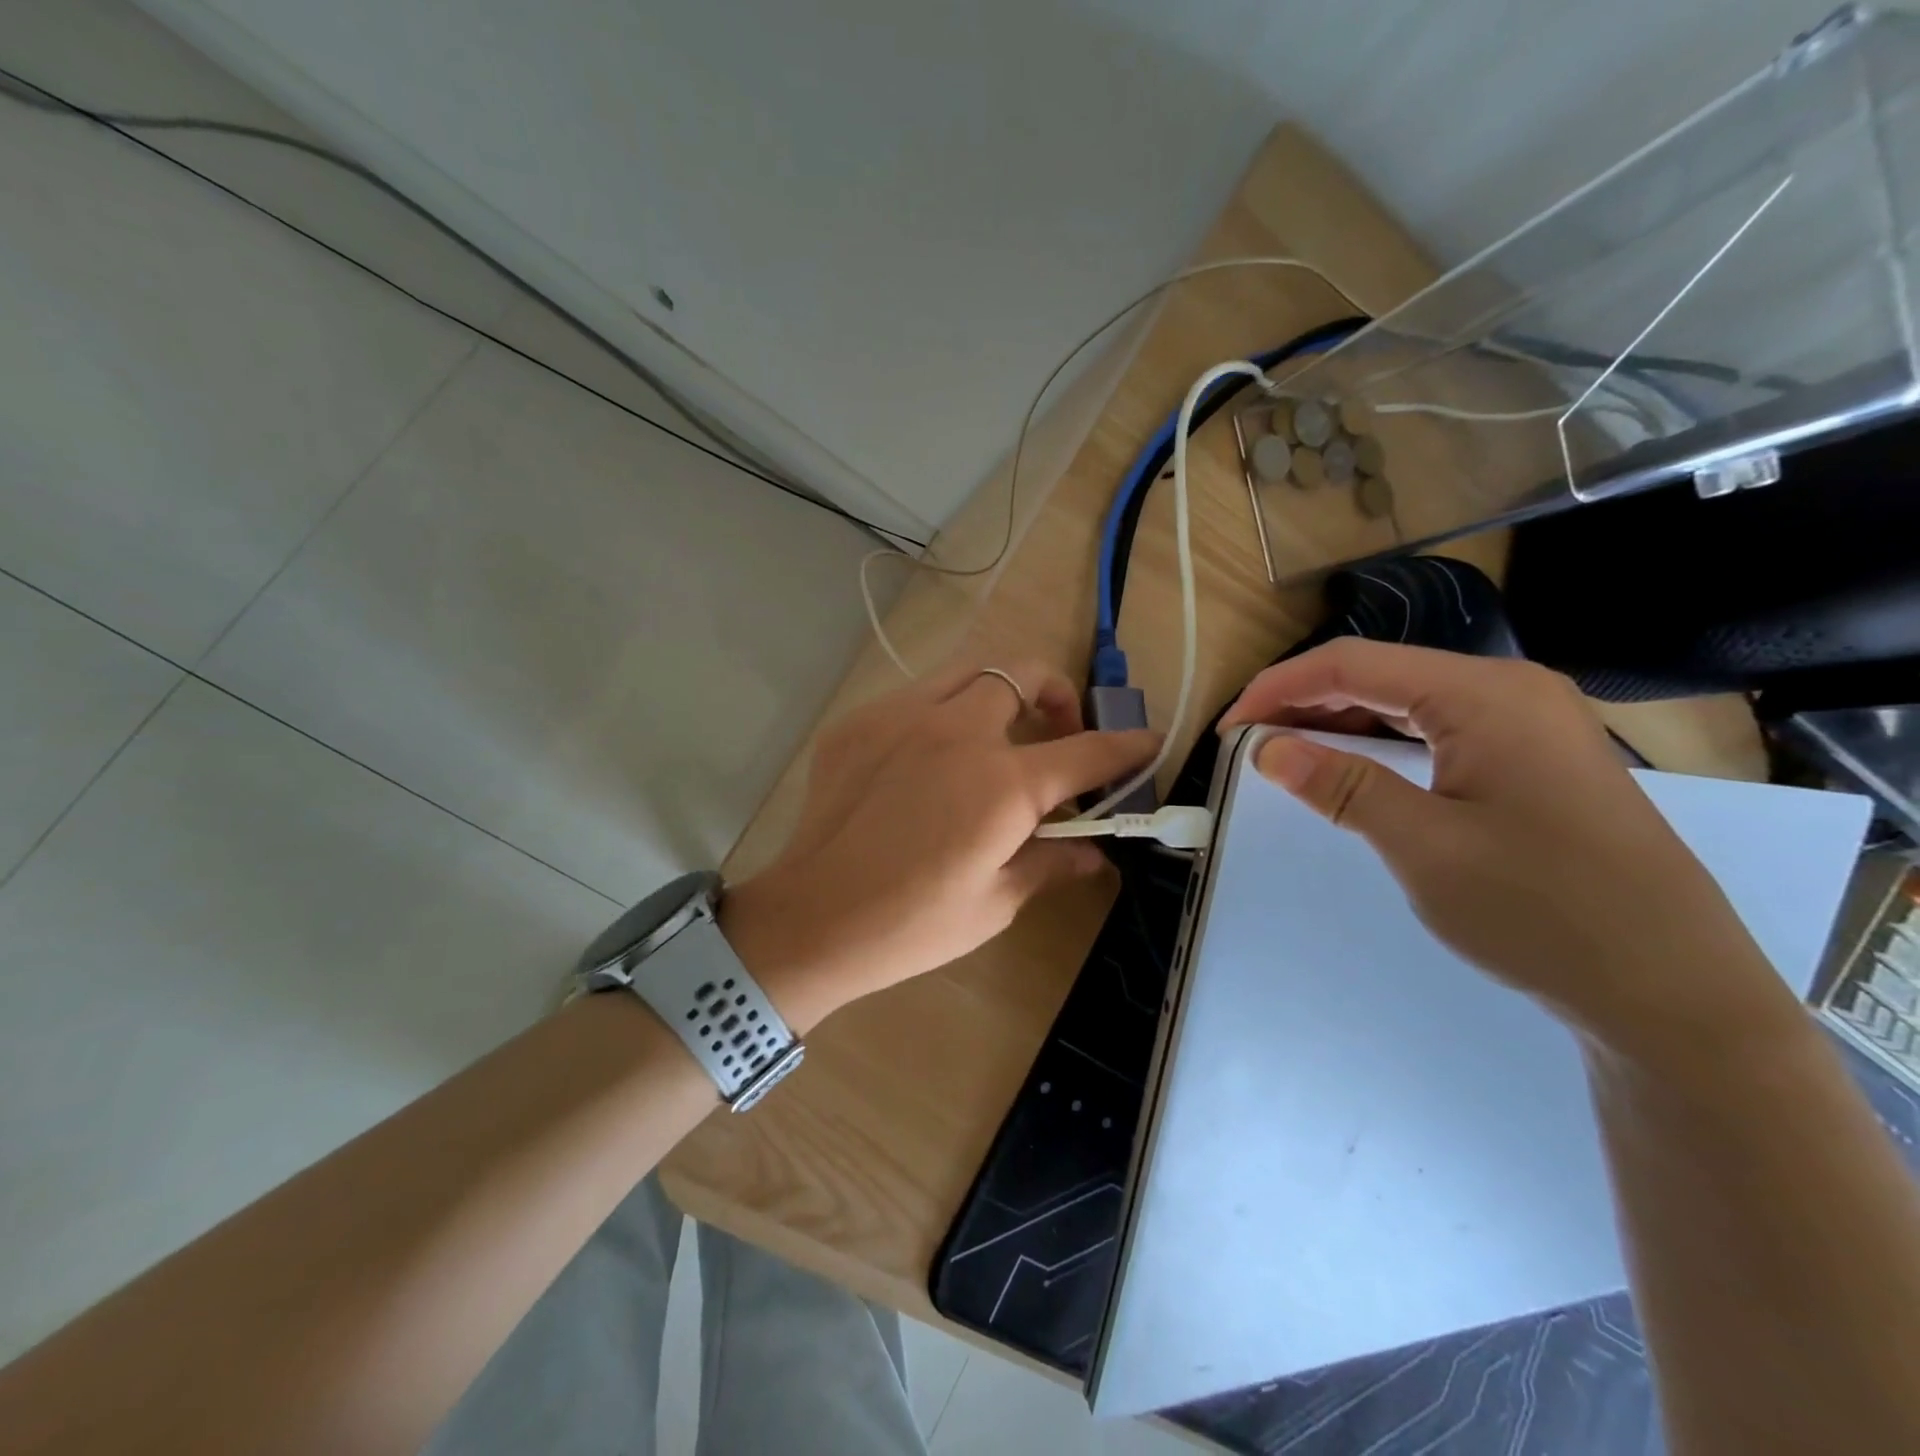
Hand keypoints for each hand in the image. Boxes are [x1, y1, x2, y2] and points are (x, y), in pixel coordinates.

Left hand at [721, 662, 1158, 1030]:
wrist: (812, 918)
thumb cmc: (912, 924)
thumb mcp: (996, 902)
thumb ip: (1052, 863)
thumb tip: (1097, 854)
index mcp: (1002, 783)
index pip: (1086, 752)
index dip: (1125, 747)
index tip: (1146, 741)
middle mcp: (957, 731)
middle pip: (1025, 673)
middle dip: (1058, 695)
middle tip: (1057, 734)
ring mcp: (902, 716)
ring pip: (970, 670)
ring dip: (1000, 692)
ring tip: (997, 733)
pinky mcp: (860, 722)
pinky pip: (916, 696)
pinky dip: (941, 713)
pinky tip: (930, 758)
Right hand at [1219, 640, 1798, 1056]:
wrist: (1673, 991)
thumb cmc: (1544, 911)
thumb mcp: (1424, 847)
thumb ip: (1341, 786)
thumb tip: (1266, 749)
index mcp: (1485, 694)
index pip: (1352, 664)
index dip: (1278, 687)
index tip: (1228, 728)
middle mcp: (1509, 690)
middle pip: (1379, 673)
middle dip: (1304, 702)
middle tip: (1247, 744)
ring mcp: (1529, 722)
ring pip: (1406, 700)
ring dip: (1339, 721)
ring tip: (1284, 752)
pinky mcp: (1533, 756)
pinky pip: (1436, 729)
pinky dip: (1381, 742)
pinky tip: (1351, 765)